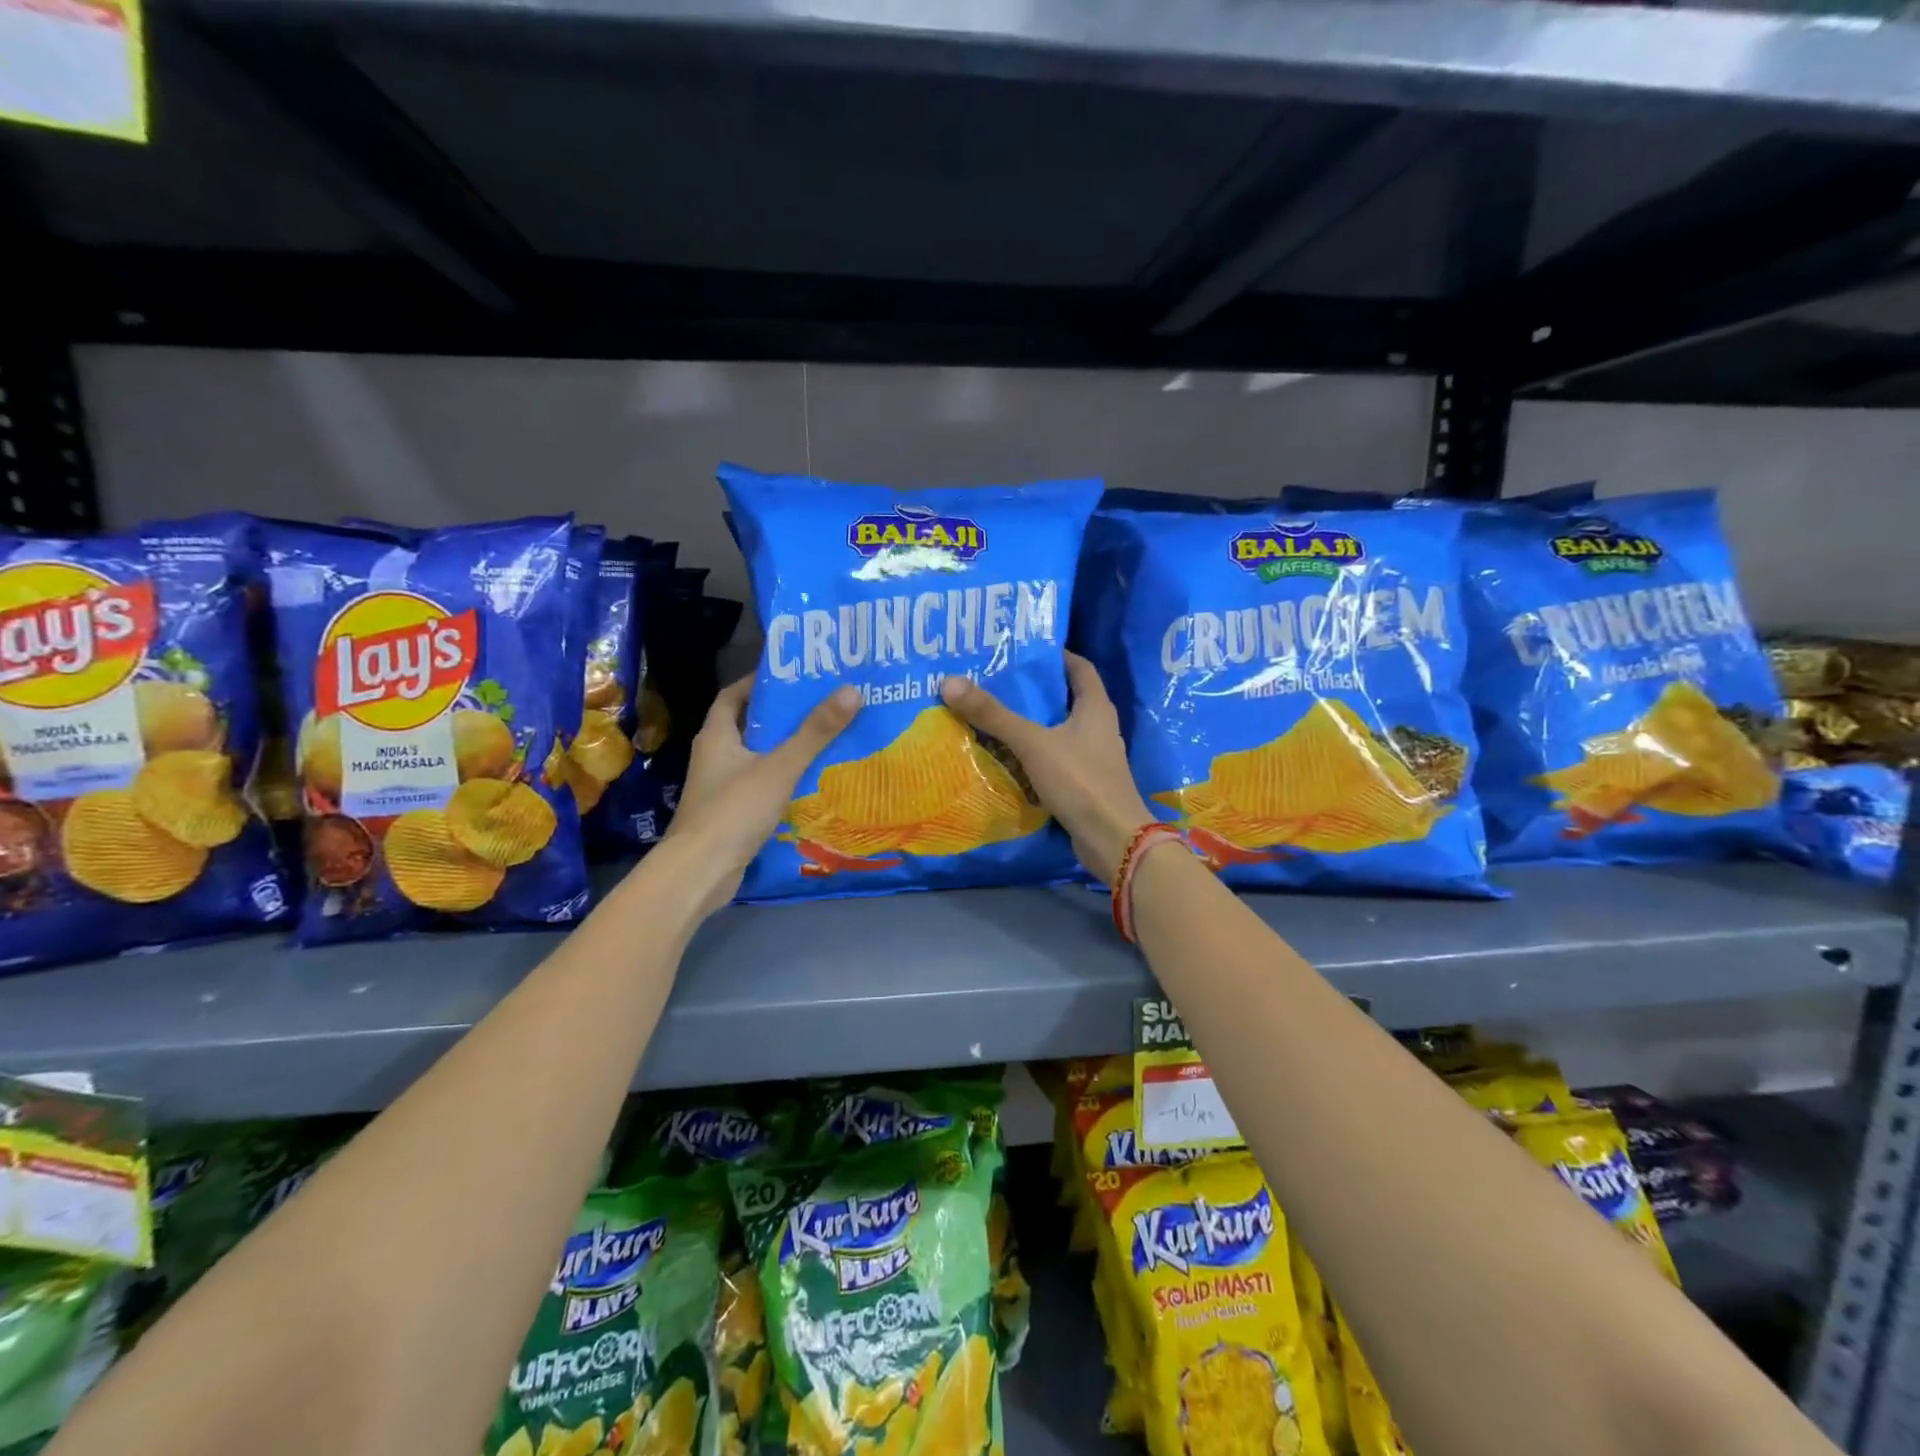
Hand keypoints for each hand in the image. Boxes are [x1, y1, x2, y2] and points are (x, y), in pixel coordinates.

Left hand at [663, 677, 860, 914]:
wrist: (701, 872)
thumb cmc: (734, 810)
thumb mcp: (780, 766)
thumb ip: (815, 732)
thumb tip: (852, 690)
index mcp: (717, 736)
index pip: (733, 695)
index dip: (759, 683)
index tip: (794, 677)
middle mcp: (715, 757)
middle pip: (750, 726)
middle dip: (783, 717)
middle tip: (823, 707)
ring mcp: (721, 788)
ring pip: (758, 759)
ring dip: (786, 750)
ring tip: (826, 741)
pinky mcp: (731, 814)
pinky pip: (761, 787)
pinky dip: (784, 781)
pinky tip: (813, 783)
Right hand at [940, 653, 1154, 884]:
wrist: (1113, 839)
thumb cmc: (1080, 780)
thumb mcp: (1033, 743)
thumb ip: (994, 715)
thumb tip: (950, 682)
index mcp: (1096, 707)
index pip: (1079, 668)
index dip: (1054, 656)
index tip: (1022, 651)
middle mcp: (1098, 727)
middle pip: (1064, 699)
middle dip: (1032, 692)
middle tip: (994, 683)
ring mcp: (1093, 758)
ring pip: (1057, 732)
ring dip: (1030, 725)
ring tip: (992, 716)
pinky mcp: (1084, 784)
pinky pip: (1054, 760)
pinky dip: (1033, 756)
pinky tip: (1006, 757)